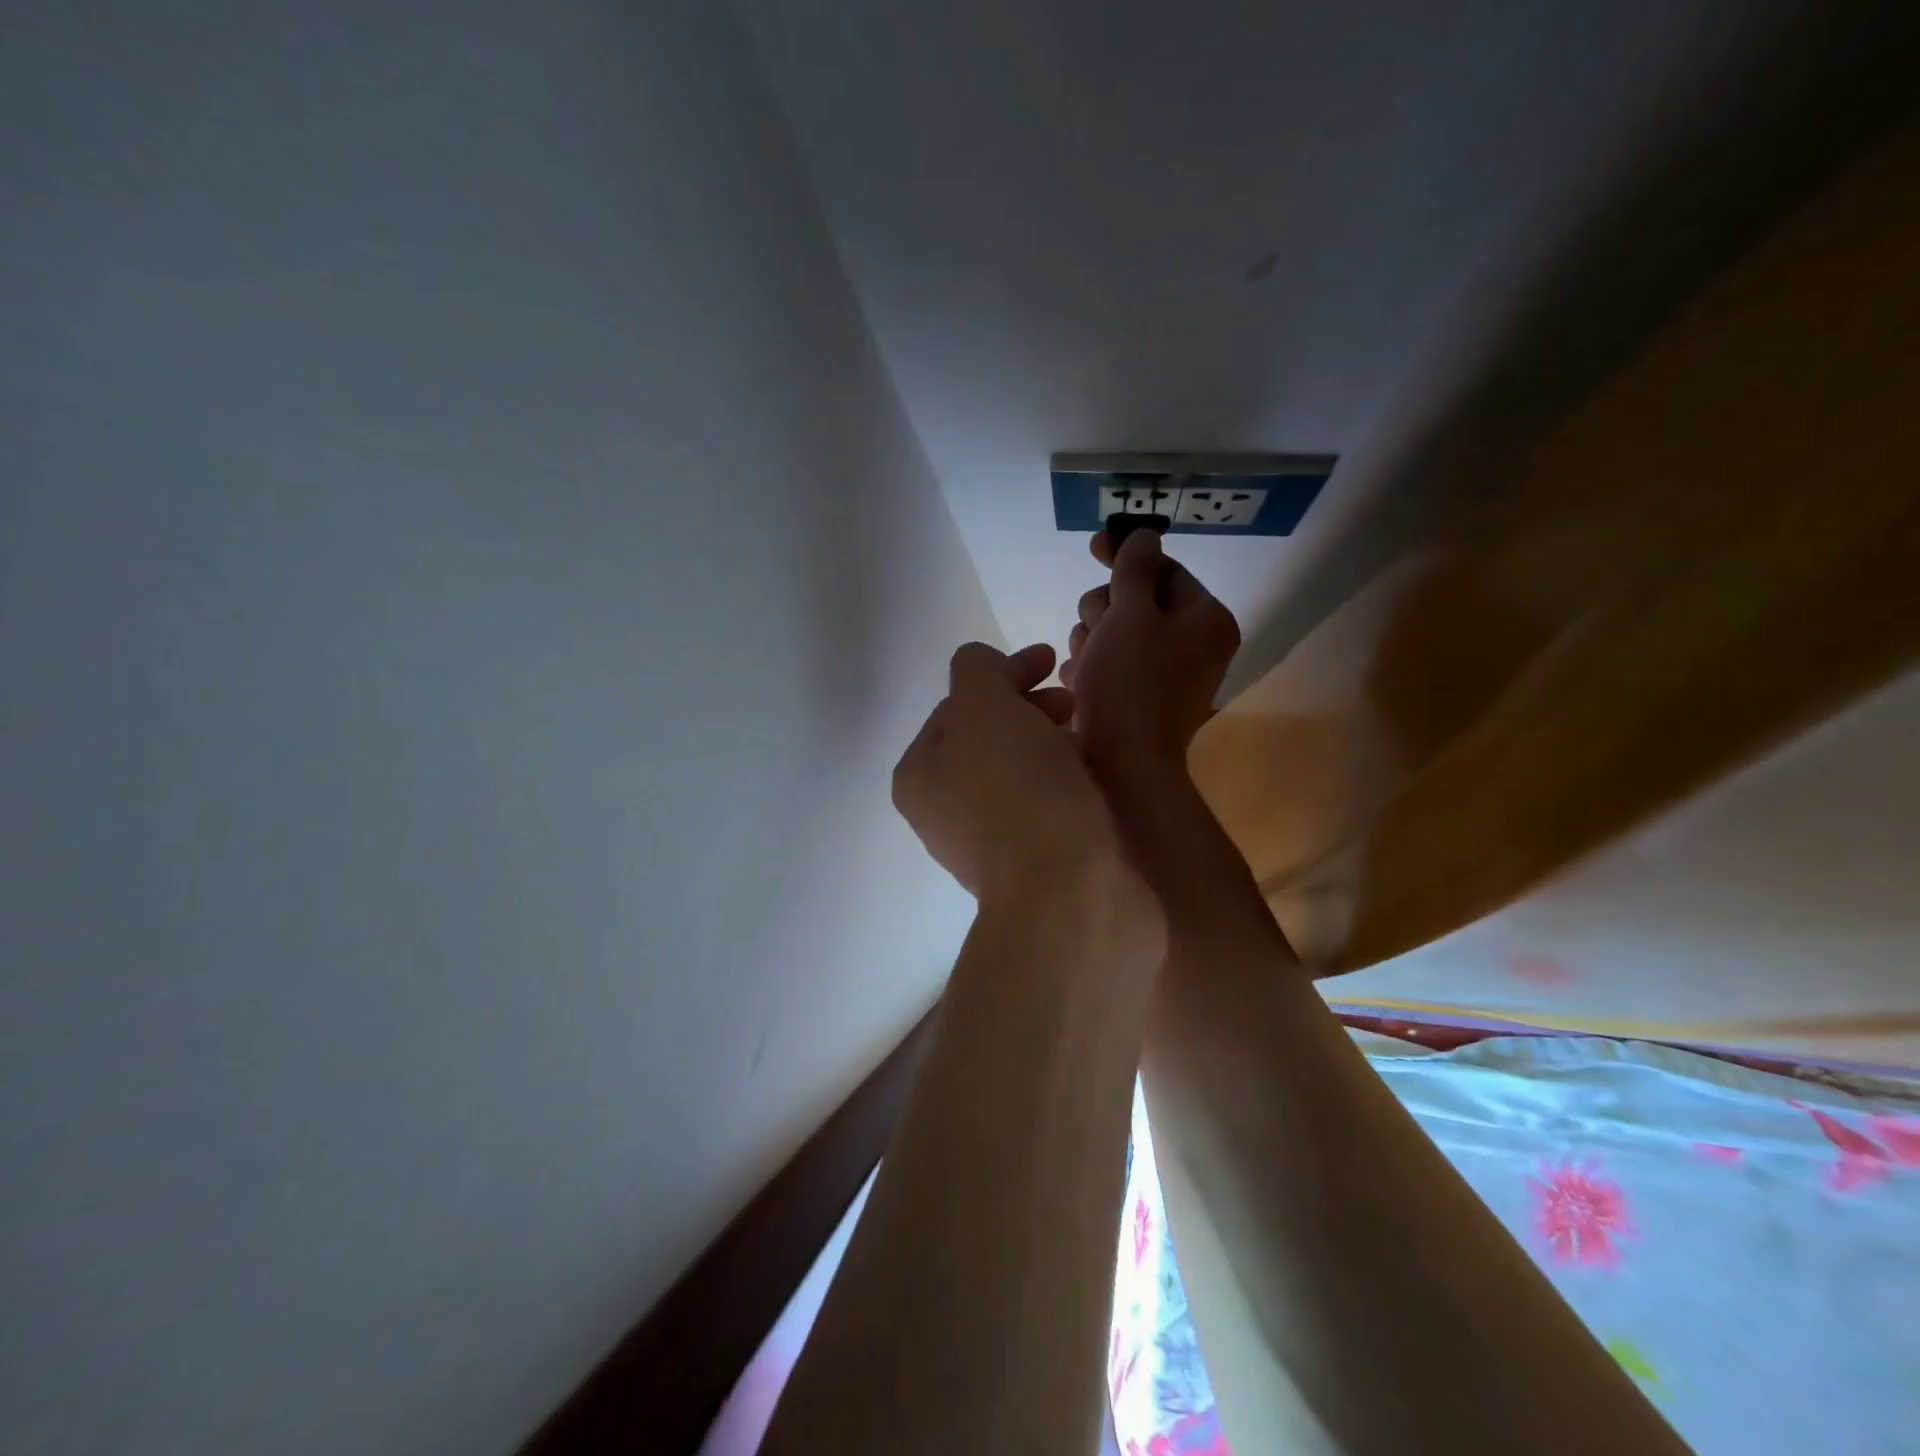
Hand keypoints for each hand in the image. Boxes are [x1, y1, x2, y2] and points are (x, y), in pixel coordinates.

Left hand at [893, 641, 1118, 901]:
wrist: (1070, 896)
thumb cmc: (1019, 789)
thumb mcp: (984, 705)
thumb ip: (976, 669)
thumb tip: (986, 670)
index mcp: (918, 774)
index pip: (958, 702)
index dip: (1003, 674)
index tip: (1049, 660)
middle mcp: (943, 810)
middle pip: (987, 735)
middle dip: (1028, 706)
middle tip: (1070, 702)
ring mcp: (987, 843)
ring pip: (1018, 769)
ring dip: (1048, 741)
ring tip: (1084, 736)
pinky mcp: (1032, 866)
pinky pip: (1044, 802)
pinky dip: (1062, 777)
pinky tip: (1090, 774)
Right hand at [1061, 530, 1239, 782]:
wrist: (1122, 768)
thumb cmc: (1129, 684)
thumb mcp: (1130, 614)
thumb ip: (1135, 568)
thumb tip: (1145, 534)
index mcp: (1206, 620)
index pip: (1166, 570)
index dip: (1128, 556)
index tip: (1094, 545)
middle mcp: (1194, 646)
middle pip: (1138, 602)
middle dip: (1105, 611)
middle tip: (1094, 632)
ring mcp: (1167, 677)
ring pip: (1117, 634)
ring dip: (1093, 641)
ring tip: (1085, 666)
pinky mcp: (1140, 701)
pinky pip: (1111, 666)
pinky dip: (1092, 669)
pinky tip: (1079, 683)